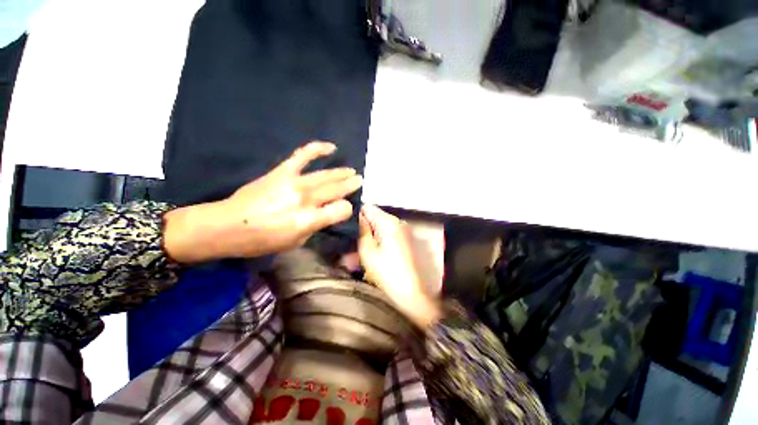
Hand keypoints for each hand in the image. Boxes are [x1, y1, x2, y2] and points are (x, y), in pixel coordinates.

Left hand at [164, 141, 361, 262]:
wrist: (228, 225)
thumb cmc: (263, 240)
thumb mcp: (295, 243)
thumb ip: (315, 226)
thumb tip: (327, 212)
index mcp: (309, 220)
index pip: (341, 209)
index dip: (346, 209)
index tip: (344, 210)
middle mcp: (305, 199)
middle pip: (337, 189)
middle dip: (351, 185)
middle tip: (359, 180)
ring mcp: (294, 182)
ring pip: (326, 174)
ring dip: (341, 172)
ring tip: (351, 171)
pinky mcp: (282, 171)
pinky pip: (303, 155)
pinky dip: (318, 149)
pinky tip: (331, 147)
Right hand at [358, 205, 440, 328]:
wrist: (414, 294)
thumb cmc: (388, 273)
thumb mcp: (368, 252)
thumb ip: (361, 230)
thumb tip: (357, 216)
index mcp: (389, 222)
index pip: (368, 208)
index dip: (355, 215)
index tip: (345, 226)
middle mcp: (399, 222)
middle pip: (375, 219)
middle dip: (362, 230)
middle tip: (349, 245)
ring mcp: (404, 232)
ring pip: (381, 229)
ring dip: (369, 238)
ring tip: (357, 255)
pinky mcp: (407, 241)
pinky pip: (388, 237)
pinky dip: (379, 243)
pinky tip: (371, 256)